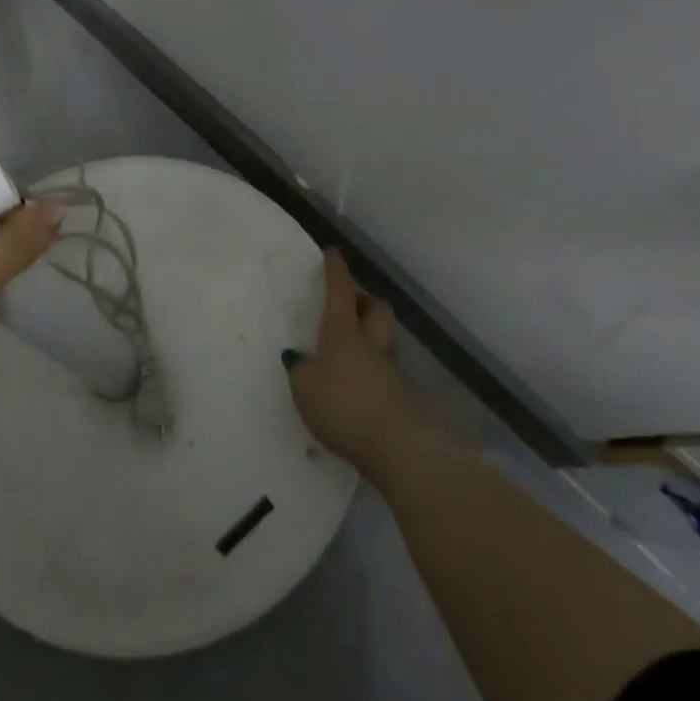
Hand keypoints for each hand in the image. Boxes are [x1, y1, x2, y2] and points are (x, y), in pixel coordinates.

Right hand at [284, 250, 423, 480]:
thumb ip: (301, 369)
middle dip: (362, 300)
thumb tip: (301, 357)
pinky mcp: (398, 398)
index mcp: (342, 332)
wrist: (398, 448)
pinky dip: (366, 372)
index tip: (333, 252)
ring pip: (379, 339)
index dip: (335, 270)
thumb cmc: (344, 406)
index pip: (339, 291)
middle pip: (374, 309)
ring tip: (341, 352)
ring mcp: (388, 371)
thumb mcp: (305, 387)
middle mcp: (369, 344)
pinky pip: (379, 372)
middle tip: (346, 303)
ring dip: (365, 337)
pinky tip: (351, 388)